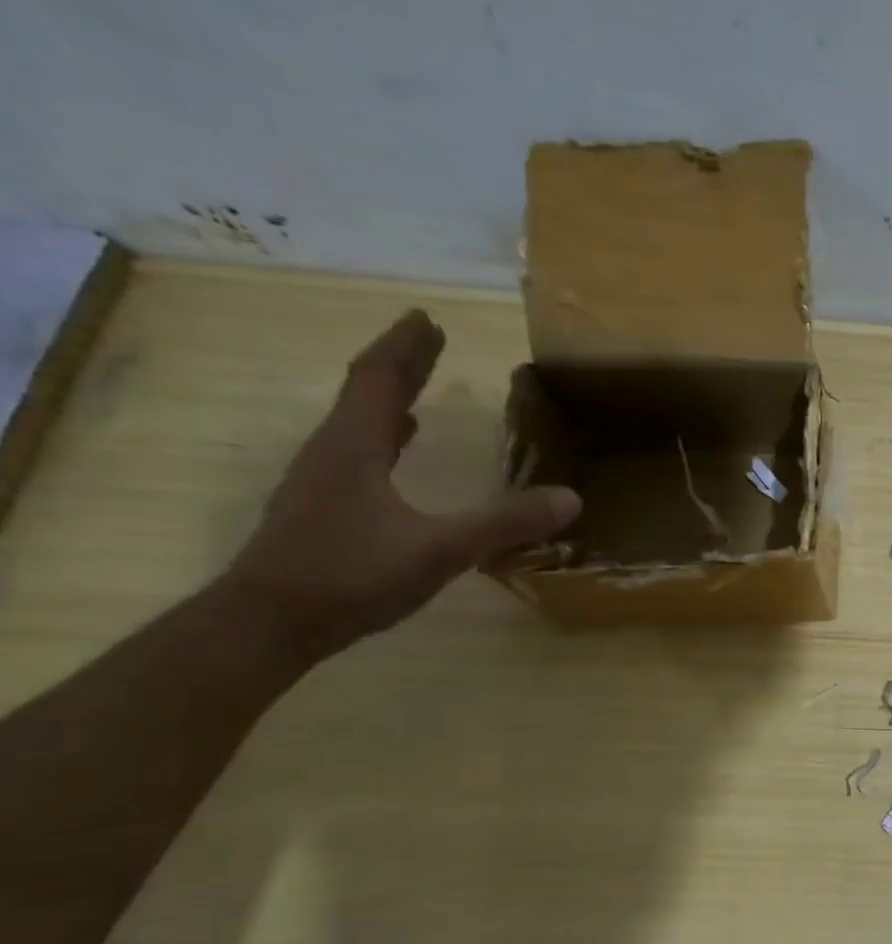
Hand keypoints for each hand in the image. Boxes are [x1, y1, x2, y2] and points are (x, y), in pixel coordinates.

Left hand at [223, 310, 580, 660]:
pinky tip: (396, 450)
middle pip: (365, 393)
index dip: (407, 348)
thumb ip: (505, 524)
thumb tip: (571, 499)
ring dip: (387, 398)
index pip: (380, 379)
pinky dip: (382, 438)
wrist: (267, 624)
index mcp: (355, 447)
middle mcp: (333, 453)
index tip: (429, 319)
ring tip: (414, 387)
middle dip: (400, 364)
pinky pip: (358, 454)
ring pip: (358, 424)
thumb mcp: (440, 550)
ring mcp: (322, 483)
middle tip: (427, 337)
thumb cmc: (350, 575)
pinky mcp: (323, 510)